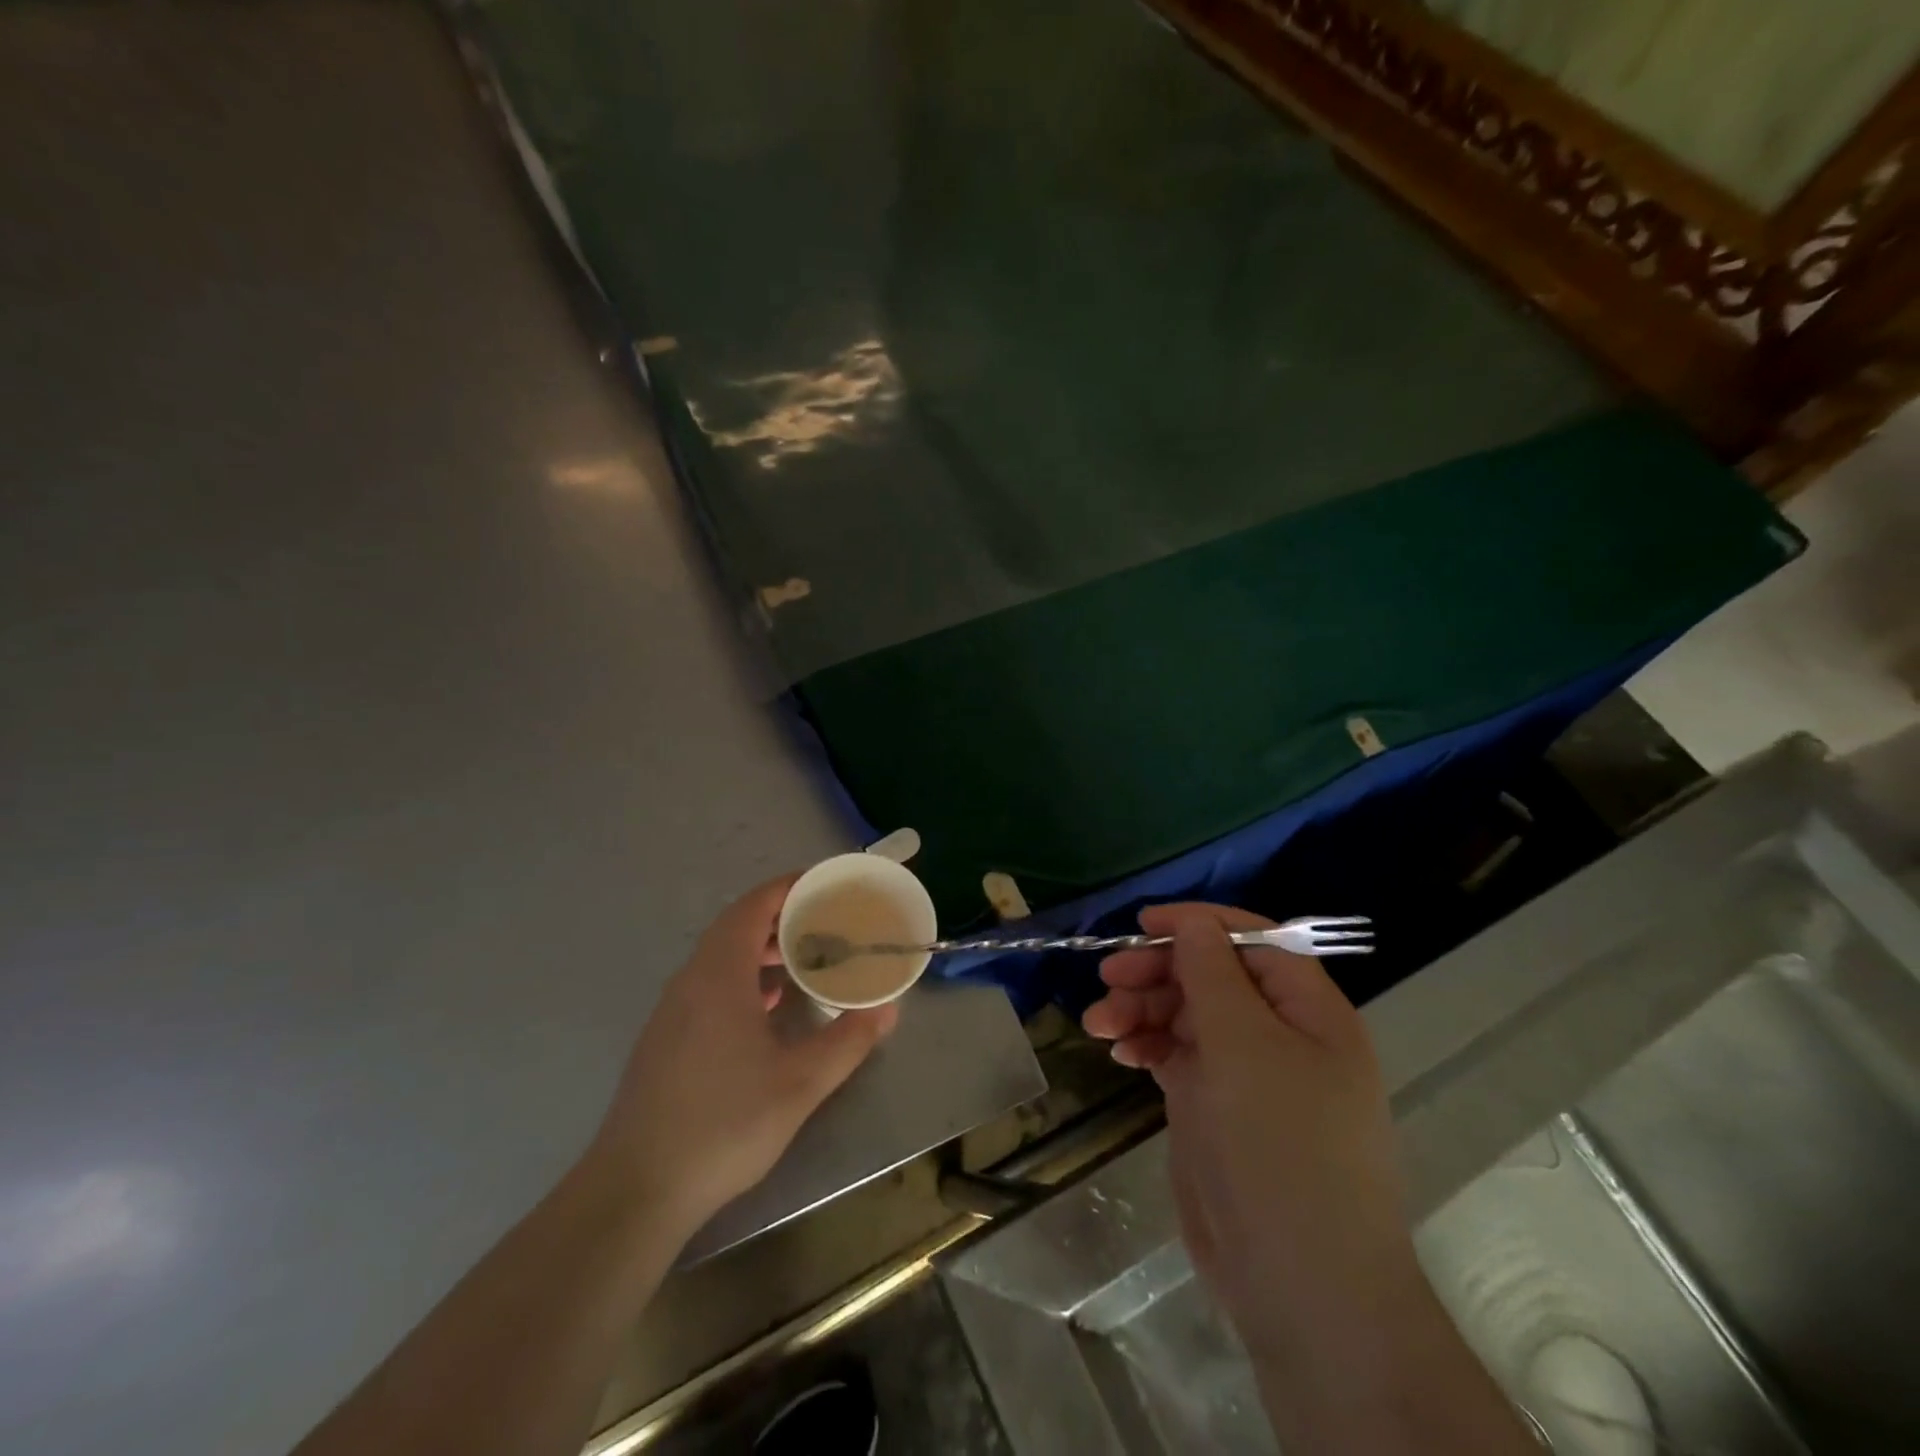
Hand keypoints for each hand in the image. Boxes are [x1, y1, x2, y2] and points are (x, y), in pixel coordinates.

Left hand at [585, 877, 897, 1239]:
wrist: (637, 1189)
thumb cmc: (723, 1124)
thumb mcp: (800, 1084)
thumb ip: (847, 1041)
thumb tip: (887, 1009)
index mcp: (720, 975)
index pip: (753, 906)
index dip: (788, 887)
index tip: (826, 883)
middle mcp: (691, 980)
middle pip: (736, 926)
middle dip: (782, 916)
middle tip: (827, 921)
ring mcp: (673, 1011)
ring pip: (721, 957)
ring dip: (761, 948)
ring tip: (805, 958)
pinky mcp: (666, 1039)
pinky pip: (709, 984)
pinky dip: (744, 977)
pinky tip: (768, 1006)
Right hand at [1084, 905, 1534, 1455]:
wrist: (1301, 1288)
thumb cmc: (1280, 1148)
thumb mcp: (1244, 1045)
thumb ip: (1213, 974)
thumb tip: (1192, 922)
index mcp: (1308, 1011)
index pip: (1253, 941)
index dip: (1198, 924)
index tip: (1141, 924)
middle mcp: (1280, 1034)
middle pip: (1212, 976)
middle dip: (1158, 971)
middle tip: (1107, 978)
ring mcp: (1246, 1074)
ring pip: (1187, 1015)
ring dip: (1142, 1008)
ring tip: (1098, 1023)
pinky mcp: (1215, 1107)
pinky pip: (1176, 1055)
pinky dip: (1146, 1044)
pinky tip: (1118, 1050)